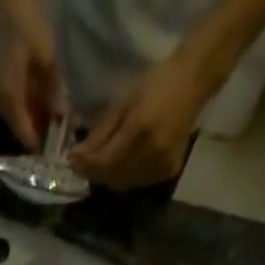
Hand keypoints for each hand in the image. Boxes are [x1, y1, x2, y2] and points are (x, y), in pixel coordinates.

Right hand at [0, 0, 61, 150]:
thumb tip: (63, 120)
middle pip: (24, 132)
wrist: (11, 0)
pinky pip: (23, 109)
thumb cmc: (28, 27)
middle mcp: (2, 107)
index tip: (61, 156)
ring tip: (63, 129)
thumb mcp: (46, 60)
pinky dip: (37, 113)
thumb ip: (53, 92)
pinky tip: (53, 112)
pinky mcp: (7, 89)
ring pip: (24, 121)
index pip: (26, 137)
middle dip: (45, 138)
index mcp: (9, 102)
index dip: (44, 148)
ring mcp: (3, 99)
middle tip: (66, 143)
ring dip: (42, 125)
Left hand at [71, 48, 223, 188]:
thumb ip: (100, 134)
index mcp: (139, 130)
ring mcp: (162, 165)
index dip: (85, 166)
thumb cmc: (155, 83)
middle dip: (95, 172)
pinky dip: (127, 176)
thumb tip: (76, 158)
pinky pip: (138, 182)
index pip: (104, 162)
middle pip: (112, 177)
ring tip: (103, 161)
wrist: (194, 80)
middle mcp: (151, 153)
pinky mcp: (168, 171)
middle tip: (84, 163)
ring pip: (124, 184)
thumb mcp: (122, 102)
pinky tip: (125, 162)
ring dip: (110, 176)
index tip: (71, 162)